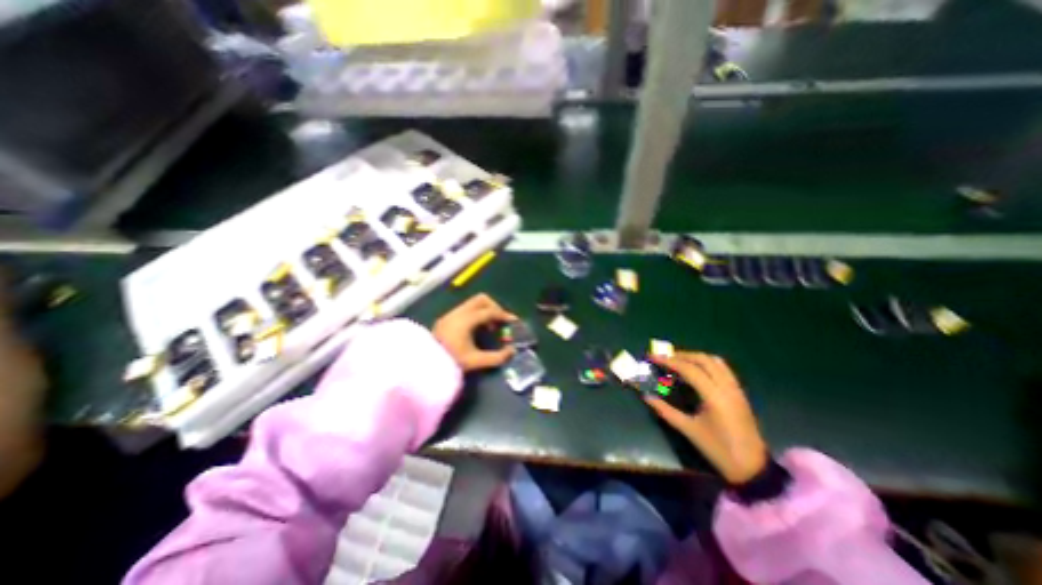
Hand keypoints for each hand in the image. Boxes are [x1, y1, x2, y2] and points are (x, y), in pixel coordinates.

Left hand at [431, 295, 515, 371]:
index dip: (503, 315)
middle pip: (481, 299)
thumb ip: (496, 357)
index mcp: (466, 320)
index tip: (513, 321)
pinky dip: (475, 315)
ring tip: (489, 328)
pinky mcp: (446, 319)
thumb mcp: (475, 362)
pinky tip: (476, 330)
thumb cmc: (450, 361)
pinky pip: (465, 309)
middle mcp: (458, 312)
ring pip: (472, 303)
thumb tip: (512, 351)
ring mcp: (450, 314)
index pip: (489, 311)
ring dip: (484, 311)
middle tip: (500, 321)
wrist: (423, 364)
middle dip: (494, 307)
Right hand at [650, 351, 768, 483]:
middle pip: (702, 359)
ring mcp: (735, 388)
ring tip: (678, 361)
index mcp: (714, 396)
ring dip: (694, 357)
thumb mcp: (688, 430)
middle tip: (664, 358)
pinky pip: (723, 369)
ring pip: (714, 361)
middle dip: (681, 355)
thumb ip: (665, 411)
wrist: (752, 468)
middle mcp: (726, 387)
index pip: (689, 369)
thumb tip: (646, 397)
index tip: (653, 357)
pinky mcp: (739, 393)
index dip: (669, 361)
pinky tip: (696, 370)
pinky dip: (706, 363)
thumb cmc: (718, 449)